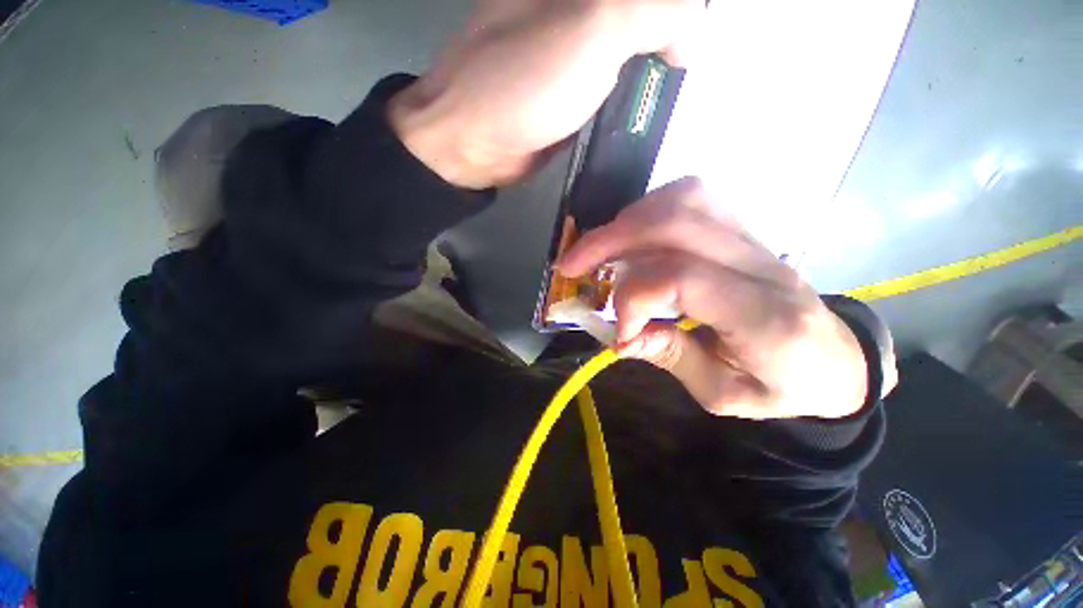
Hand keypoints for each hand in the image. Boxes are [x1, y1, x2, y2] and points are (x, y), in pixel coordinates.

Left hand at [388, 0, 701, 188]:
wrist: (475, 142)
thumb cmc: (524, 83)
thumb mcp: (595, 29)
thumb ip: (655, 11)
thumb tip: (690, 31)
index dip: (676, 13)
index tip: (686, 44)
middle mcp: (574, 7)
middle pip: (642, 16)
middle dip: (668, 37)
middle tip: (681, 66)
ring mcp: (573, 46)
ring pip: (631, 45)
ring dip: (655, 63)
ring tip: (669, 88)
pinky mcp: (570, 86)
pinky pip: (614, 79)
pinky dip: (634, 90)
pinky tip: (645, 105)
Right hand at [558, 178, 871, 419]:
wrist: (837, 361)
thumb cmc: (783, 386)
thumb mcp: (723, 394)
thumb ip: (670, 357)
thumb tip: (620, 335)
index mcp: (764, 318)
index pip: (682, 279)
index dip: (633, 299)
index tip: (618, 331)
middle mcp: (762, 266)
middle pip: (677, 222)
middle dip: (610, 239)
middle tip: (572, 264)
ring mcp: (756, 240)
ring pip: (685, 198)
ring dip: (629, 219)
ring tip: (600, 248)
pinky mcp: (745, 231)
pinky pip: (694, 198)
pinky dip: (650, 210)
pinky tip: (632, 236)